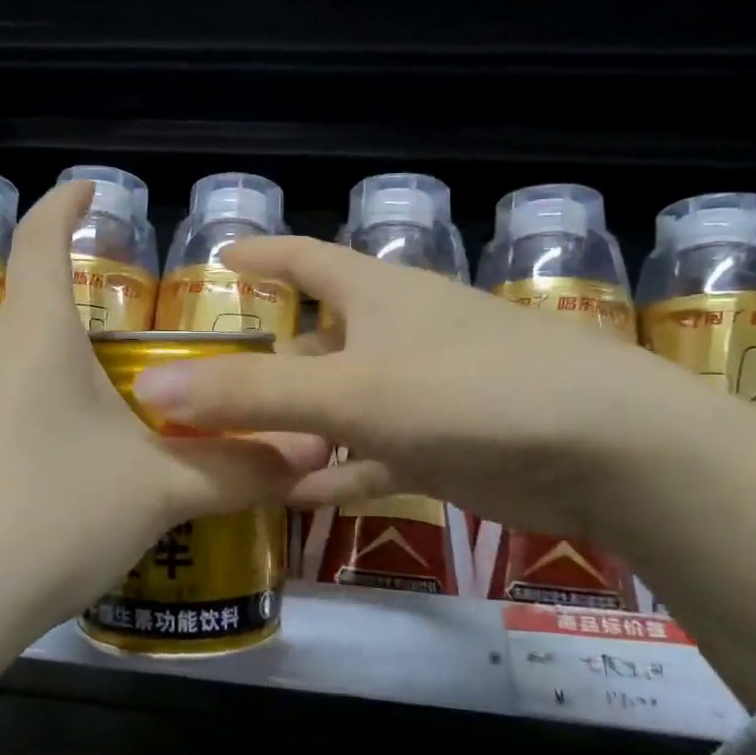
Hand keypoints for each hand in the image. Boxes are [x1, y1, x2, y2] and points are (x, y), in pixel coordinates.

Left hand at [0, 185, 326, 754]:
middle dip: (87, 319)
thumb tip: (311, 451)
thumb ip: (238, 468)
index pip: (41, 237)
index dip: (65, 204)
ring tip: (116, 420)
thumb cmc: (52, 515)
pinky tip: (65, 478)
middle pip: (38, 312)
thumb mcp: (158, 490)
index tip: (90, 188)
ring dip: (64, 378)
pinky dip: (38, 423)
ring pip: (19, 370)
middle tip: (144, 351)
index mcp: (35, 334)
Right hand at [127, 235, 656, 542]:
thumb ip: (249, 393)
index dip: (262, 256)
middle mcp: (396, 335)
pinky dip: (336, 474)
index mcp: (376, 295)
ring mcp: (422, 392)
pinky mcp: (444, 445)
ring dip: (294, 427)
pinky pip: (372, 456)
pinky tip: (297, 498)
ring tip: (236, 451)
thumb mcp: (348, 391)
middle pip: (316, 343)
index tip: (220, 259)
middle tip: (208, 391)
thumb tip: (152, 386)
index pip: (305, 260)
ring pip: (340, 406)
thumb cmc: (467, 392)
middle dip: (265, 365)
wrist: (603, 450)